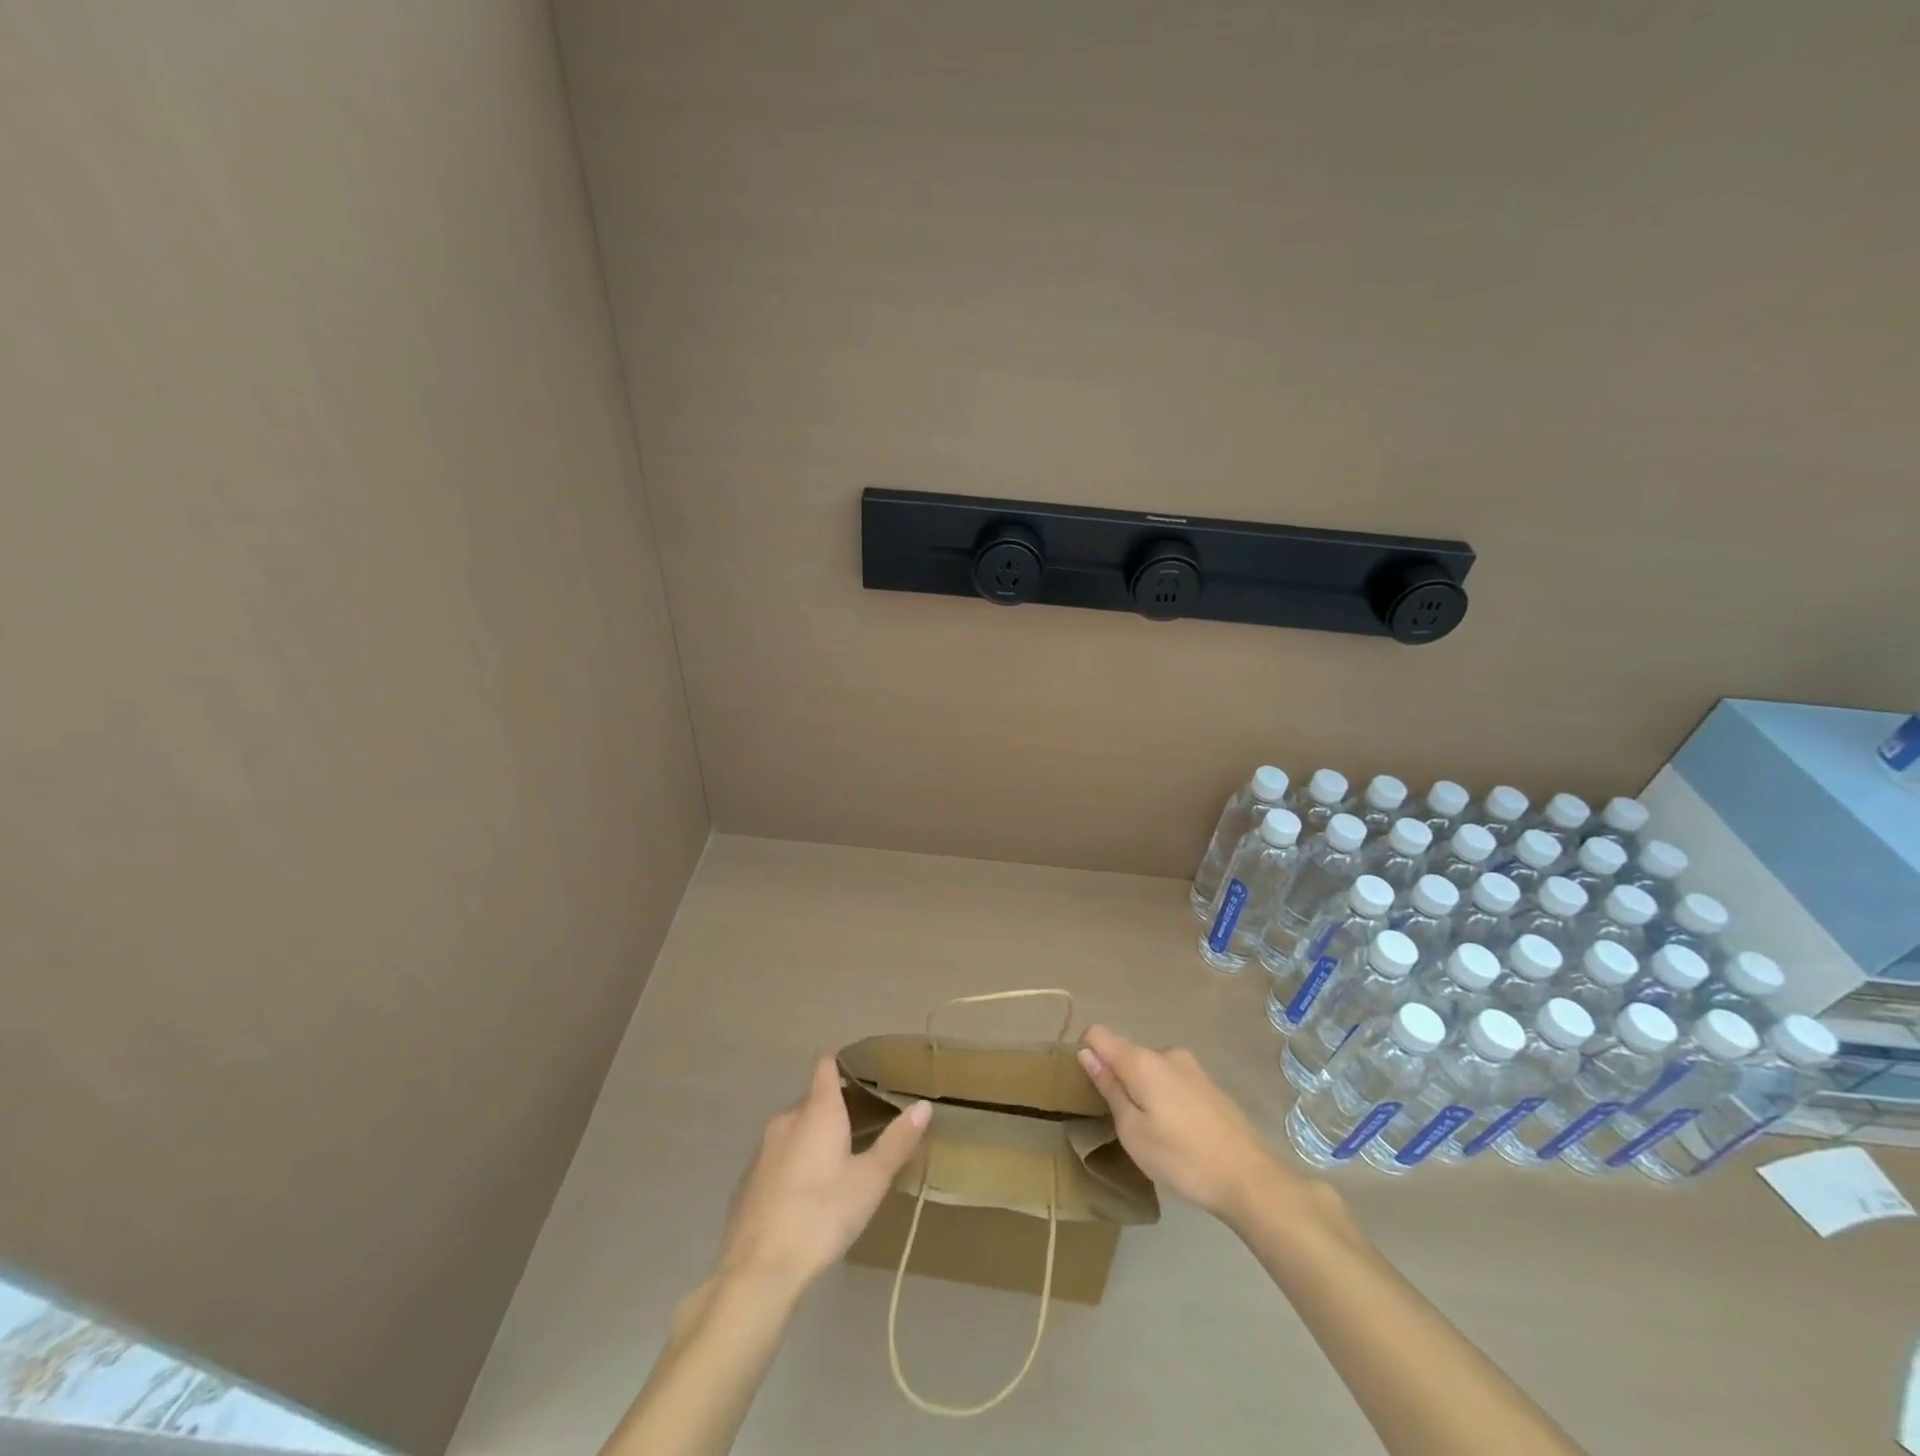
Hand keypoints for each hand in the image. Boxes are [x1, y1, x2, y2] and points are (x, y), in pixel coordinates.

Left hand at [718, 1057, 930, 1292]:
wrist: (758, 1271)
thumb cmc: (822, 1214)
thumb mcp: (870, 1180)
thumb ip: (897, 1141)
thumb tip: (923, 1105)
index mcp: (817, 1110)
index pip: (826, 1066)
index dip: (843, 1064)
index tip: (864, 1073)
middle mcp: (786, 1119)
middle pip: (812, 1099)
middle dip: (835, 1107)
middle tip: (865, 1126)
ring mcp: (763, 1150)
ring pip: (794, 1129)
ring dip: (815, 1137)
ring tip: (841, 1161)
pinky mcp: (748, 1182)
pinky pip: (779, 1158)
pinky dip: (795, 1163)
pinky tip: (809, 1195)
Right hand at [1077, 1025, 1308, 1224]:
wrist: (1250, 1178)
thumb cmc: (1181, 1157)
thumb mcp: (1132, 1131)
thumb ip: (1109, 1088)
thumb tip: (1087, 1054)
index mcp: (1142, 1061)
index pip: (1098, 1034)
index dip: (1087, 1053)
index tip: (1089, 1086)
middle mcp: (1166, 1053)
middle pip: (1127, 1054)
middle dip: (1118, 1079)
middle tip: (1123, 1124)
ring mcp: (1192, 1067)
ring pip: (1151, 1070)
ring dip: (1144, 1092)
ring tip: (1154, 1134)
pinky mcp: (1210, 1085)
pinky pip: (1173, 1082)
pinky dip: (1165, 1099)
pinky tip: (1179, 1134)